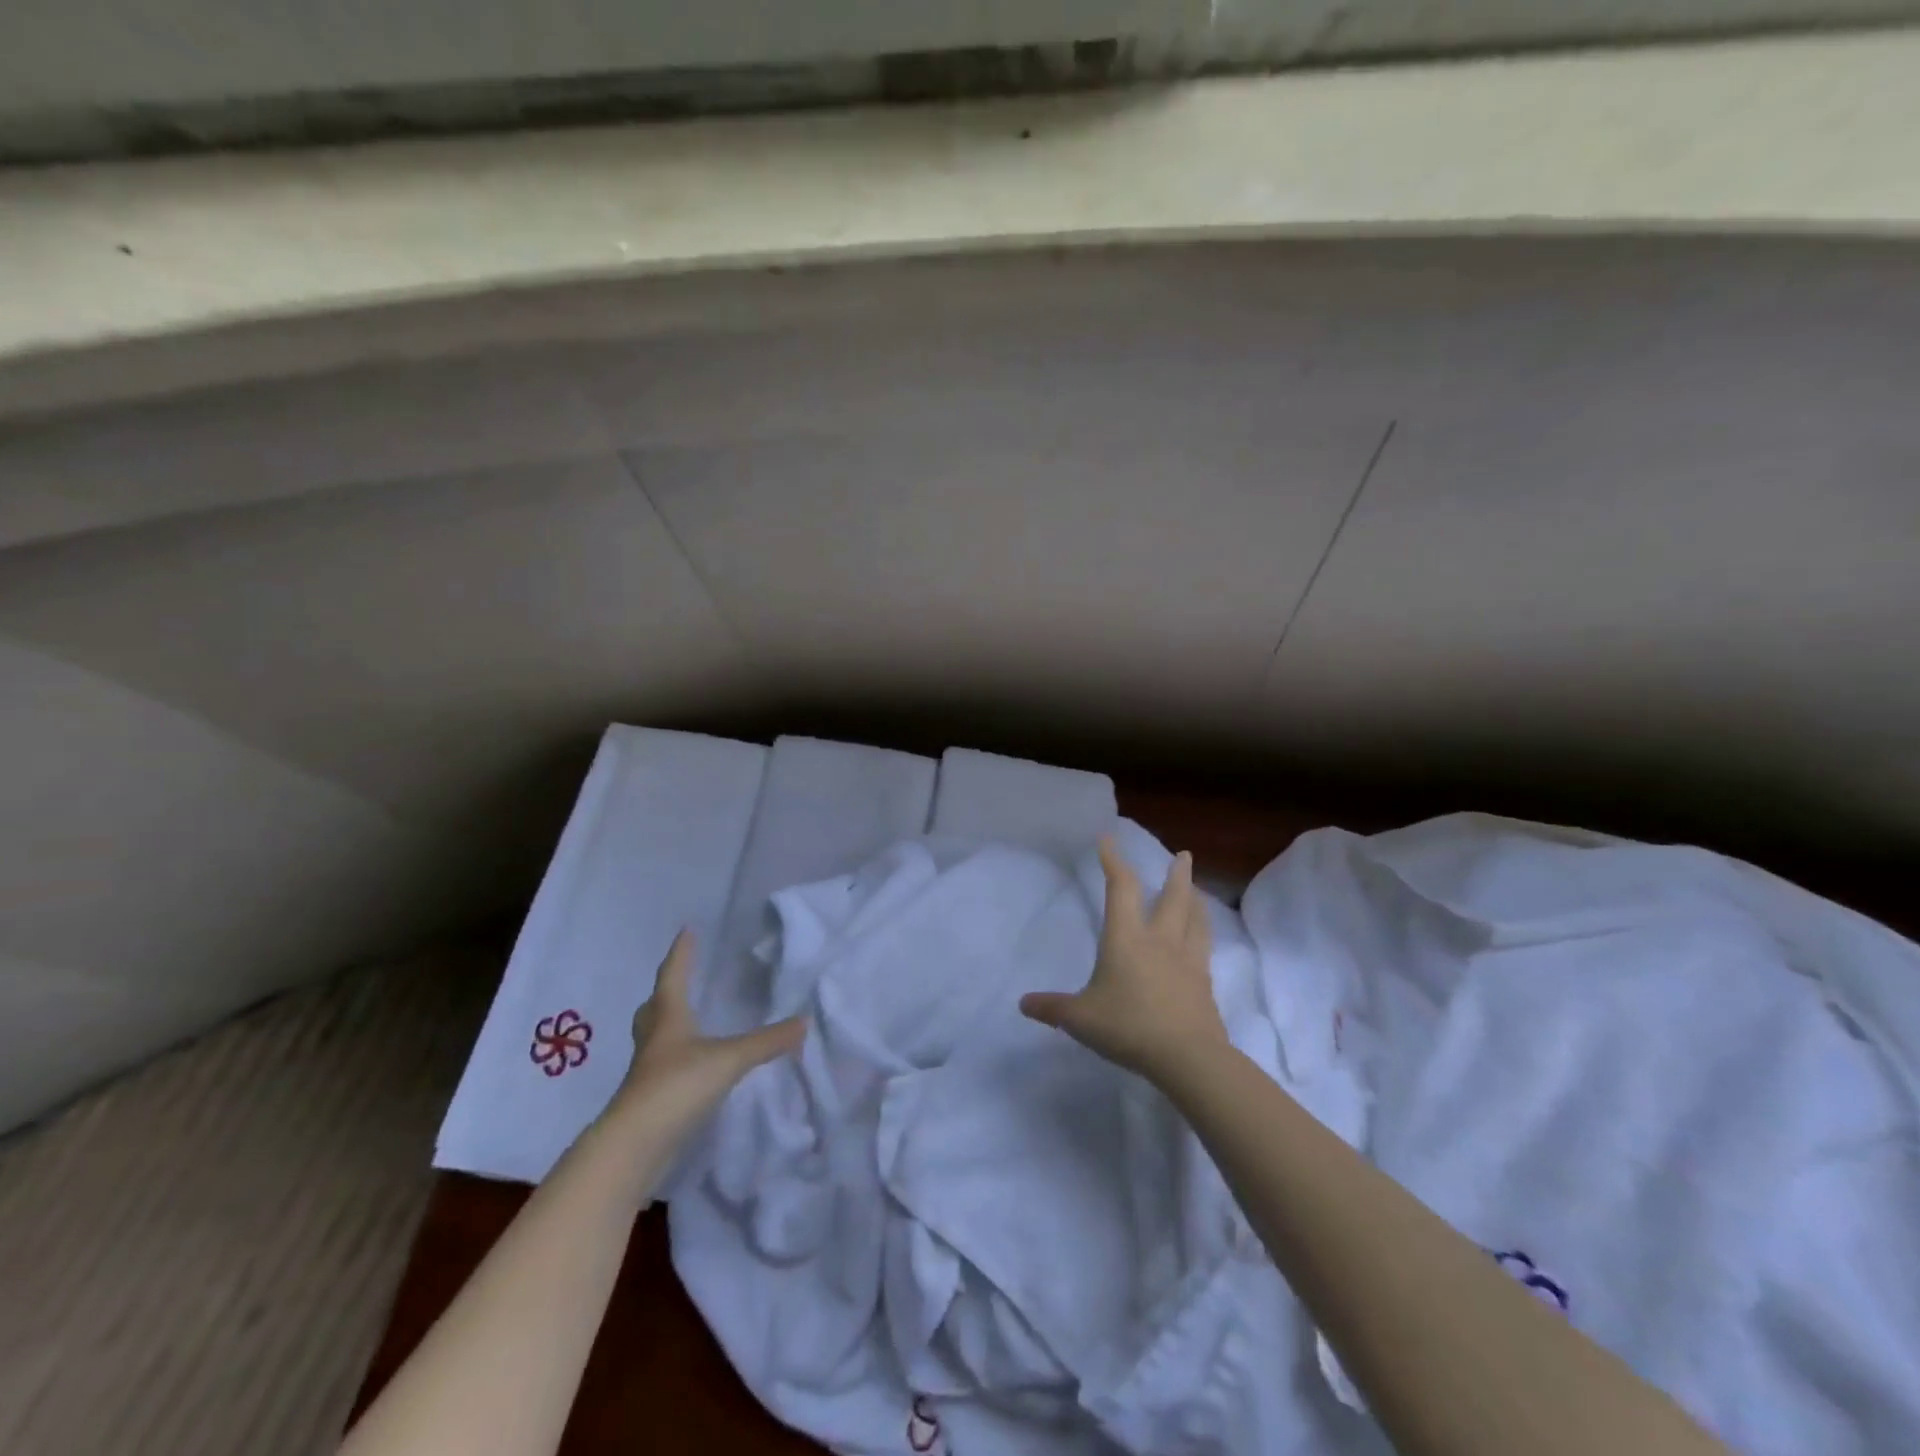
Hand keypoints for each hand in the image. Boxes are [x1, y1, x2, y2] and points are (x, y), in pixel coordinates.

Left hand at [608, 929, 805, 1127]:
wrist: (633, 1147)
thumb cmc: (677, 1087)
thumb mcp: (729, 1059)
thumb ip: (767, 1041)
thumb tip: (804, 1021)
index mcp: (669, 1019)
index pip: (673, 976)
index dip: (681, 954)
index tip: (686, 931)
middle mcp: (654, 1041)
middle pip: (654, 1008)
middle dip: (665, 991)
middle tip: (677, 979)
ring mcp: (648, 1073)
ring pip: (655, 1039)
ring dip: (667, 1025)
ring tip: (686, 1021)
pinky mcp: (650, 1102)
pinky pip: (662, 1068)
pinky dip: (676, 1059)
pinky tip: (692, 1066)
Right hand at [1019, 838, 1228, 1083]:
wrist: (1187, 1056)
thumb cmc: (1128, 1027)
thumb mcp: (1080, 1019)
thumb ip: (1052, 1008)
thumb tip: (1023, 1003)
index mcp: (1126, 938)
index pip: (1120, 888)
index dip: (1113, 861)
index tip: (1108, 839)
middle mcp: (1160, 940)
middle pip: (1172, 897)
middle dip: (1176, 873)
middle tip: (1183, 855)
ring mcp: (1187, 960)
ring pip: (1195, 918)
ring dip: (1195, 899)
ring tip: (1196, 890)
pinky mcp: (1204, 982)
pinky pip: (1205, 946)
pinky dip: (1204, 932)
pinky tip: (1202, 939)